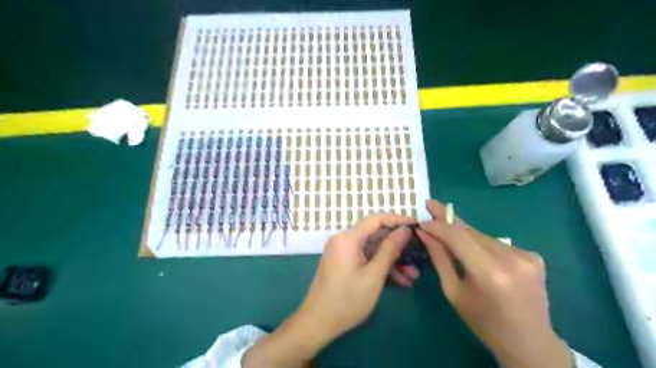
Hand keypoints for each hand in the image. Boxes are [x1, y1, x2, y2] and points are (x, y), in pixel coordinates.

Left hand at [298, 215, 413, 343]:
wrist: (317, 323)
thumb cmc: (347, 300)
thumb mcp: (374, 275)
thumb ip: (390, 250)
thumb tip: (405, 230)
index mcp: (348, 238)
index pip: (376, 219)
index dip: (398, 220)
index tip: (417, 225)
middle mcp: (343, 240)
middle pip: (375, 236)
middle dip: (398, 247)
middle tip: (418, 255)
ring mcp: (342, 252)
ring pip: (372, 250)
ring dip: (392, 260)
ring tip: (413, 275)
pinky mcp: (343, 263)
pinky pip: (365, 259)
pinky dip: (380, 267)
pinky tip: (400, 281)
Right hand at [417, 201, 571, 367]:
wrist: (529, 342)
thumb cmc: (483, 321)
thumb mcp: (454, 291)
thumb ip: (440, 258)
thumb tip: (425, 233)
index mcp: (489, 273)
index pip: (457, 237)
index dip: (438, 225)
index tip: (422, 218)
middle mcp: (510, 259)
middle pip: (470, 231)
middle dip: (448, 219)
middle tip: (430, 205)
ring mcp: (526, 255)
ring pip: (482, 235)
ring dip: (463, 232)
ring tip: (445, 227)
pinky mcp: (533, 256)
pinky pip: (496, 243)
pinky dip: (480, 242)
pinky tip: (473, 249)